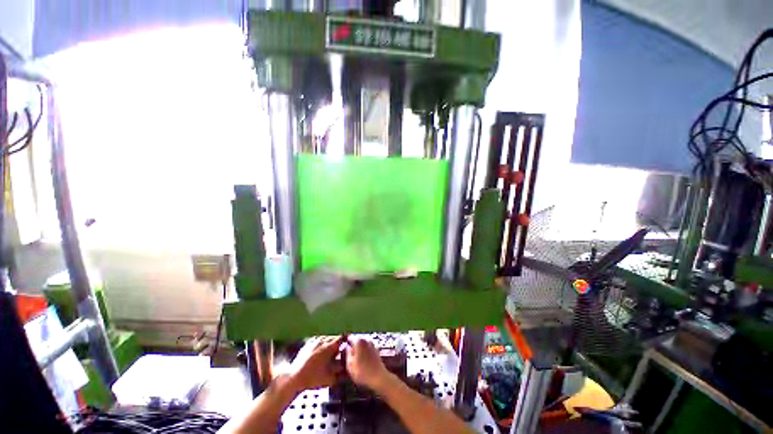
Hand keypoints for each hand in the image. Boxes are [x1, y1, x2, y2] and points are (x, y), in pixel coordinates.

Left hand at [291, 336, 343, 391]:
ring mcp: (314, 341)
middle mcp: (322, 341)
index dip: (346, 340)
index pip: (341, 338)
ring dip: (329, 343)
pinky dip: (321, 343)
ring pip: (326, 338)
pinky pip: (317, 340)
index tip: (348, 344)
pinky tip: (320, 350)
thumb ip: (342, 373)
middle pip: (334, 337)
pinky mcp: (307, 344)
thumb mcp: (330, 379)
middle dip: (338, 343)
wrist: (294, 378)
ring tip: (330, 351)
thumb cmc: (313, 379)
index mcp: (329, 347)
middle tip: (340, 351)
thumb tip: (349, 370)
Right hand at [345, 338, 390, 391]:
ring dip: (358, 351)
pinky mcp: (376, 350)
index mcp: (359, 341)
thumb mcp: (350, 365)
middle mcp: (366, 340)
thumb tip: (347, 347)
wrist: (379, 378)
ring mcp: (372, 344)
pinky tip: (362, 363)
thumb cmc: (362, 372)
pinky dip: (363, 354)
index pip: (349, 337)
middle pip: (356, 341)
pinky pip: (366, 349)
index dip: (345, 343)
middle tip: (347, 358)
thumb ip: (347, 353)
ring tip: (354, 362)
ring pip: (362, 345)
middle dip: (352, 347)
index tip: (342, 350)